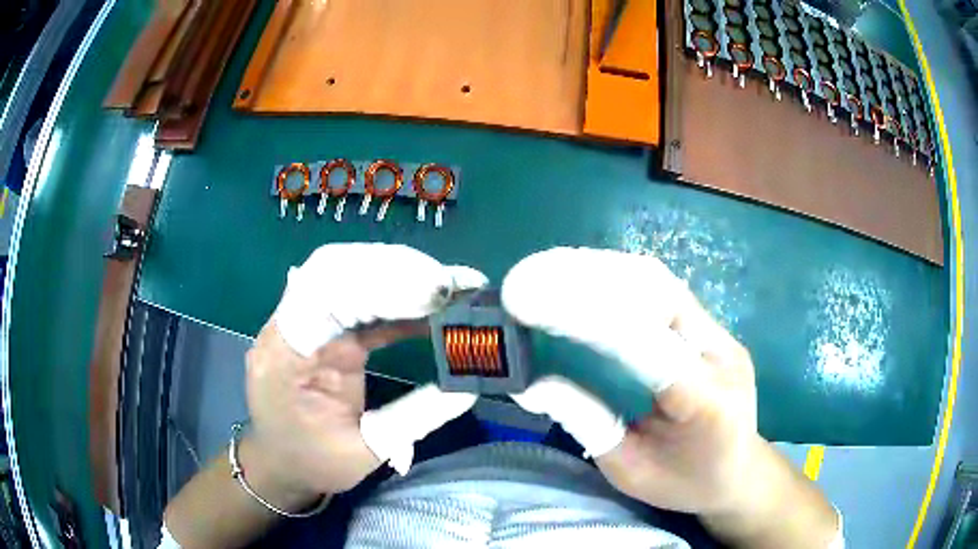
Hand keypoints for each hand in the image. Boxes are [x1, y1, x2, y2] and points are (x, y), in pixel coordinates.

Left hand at [245, 244, 485, 503]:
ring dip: (400, 274)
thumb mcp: (363, 452)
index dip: (379, 283)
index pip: (323, 294)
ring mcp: (308, 322)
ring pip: (348, 273)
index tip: (434, 295)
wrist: (280, 460)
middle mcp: (291, 326)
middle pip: (336, 269)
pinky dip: (398, 295)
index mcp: (286, 356)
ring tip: (451, 287)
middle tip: (452, 286)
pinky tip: (433, 304)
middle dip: (397, 269)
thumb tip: (467, 388)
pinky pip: (360, 297)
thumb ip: (413, 419)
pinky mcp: (326, 327)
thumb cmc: (312, 462)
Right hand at [504, 248, 837, 547]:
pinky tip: (583, 280)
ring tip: (548, 271)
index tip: (528, 301)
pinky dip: (617, 279)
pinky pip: (662, 291)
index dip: (584, 315)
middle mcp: (721, 355)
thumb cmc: (684, 482)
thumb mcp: (630, 471)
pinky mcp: (712, 327)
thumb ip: (588, 424)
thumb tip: (532, 384)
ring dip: (600, 271)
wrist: (740, 471)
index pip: (644, 344)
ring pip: (659, 283)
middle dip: (586, 280)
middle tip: (529, 278)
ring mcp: (721, 335)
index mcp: (706, 403)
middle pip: (656, 295)